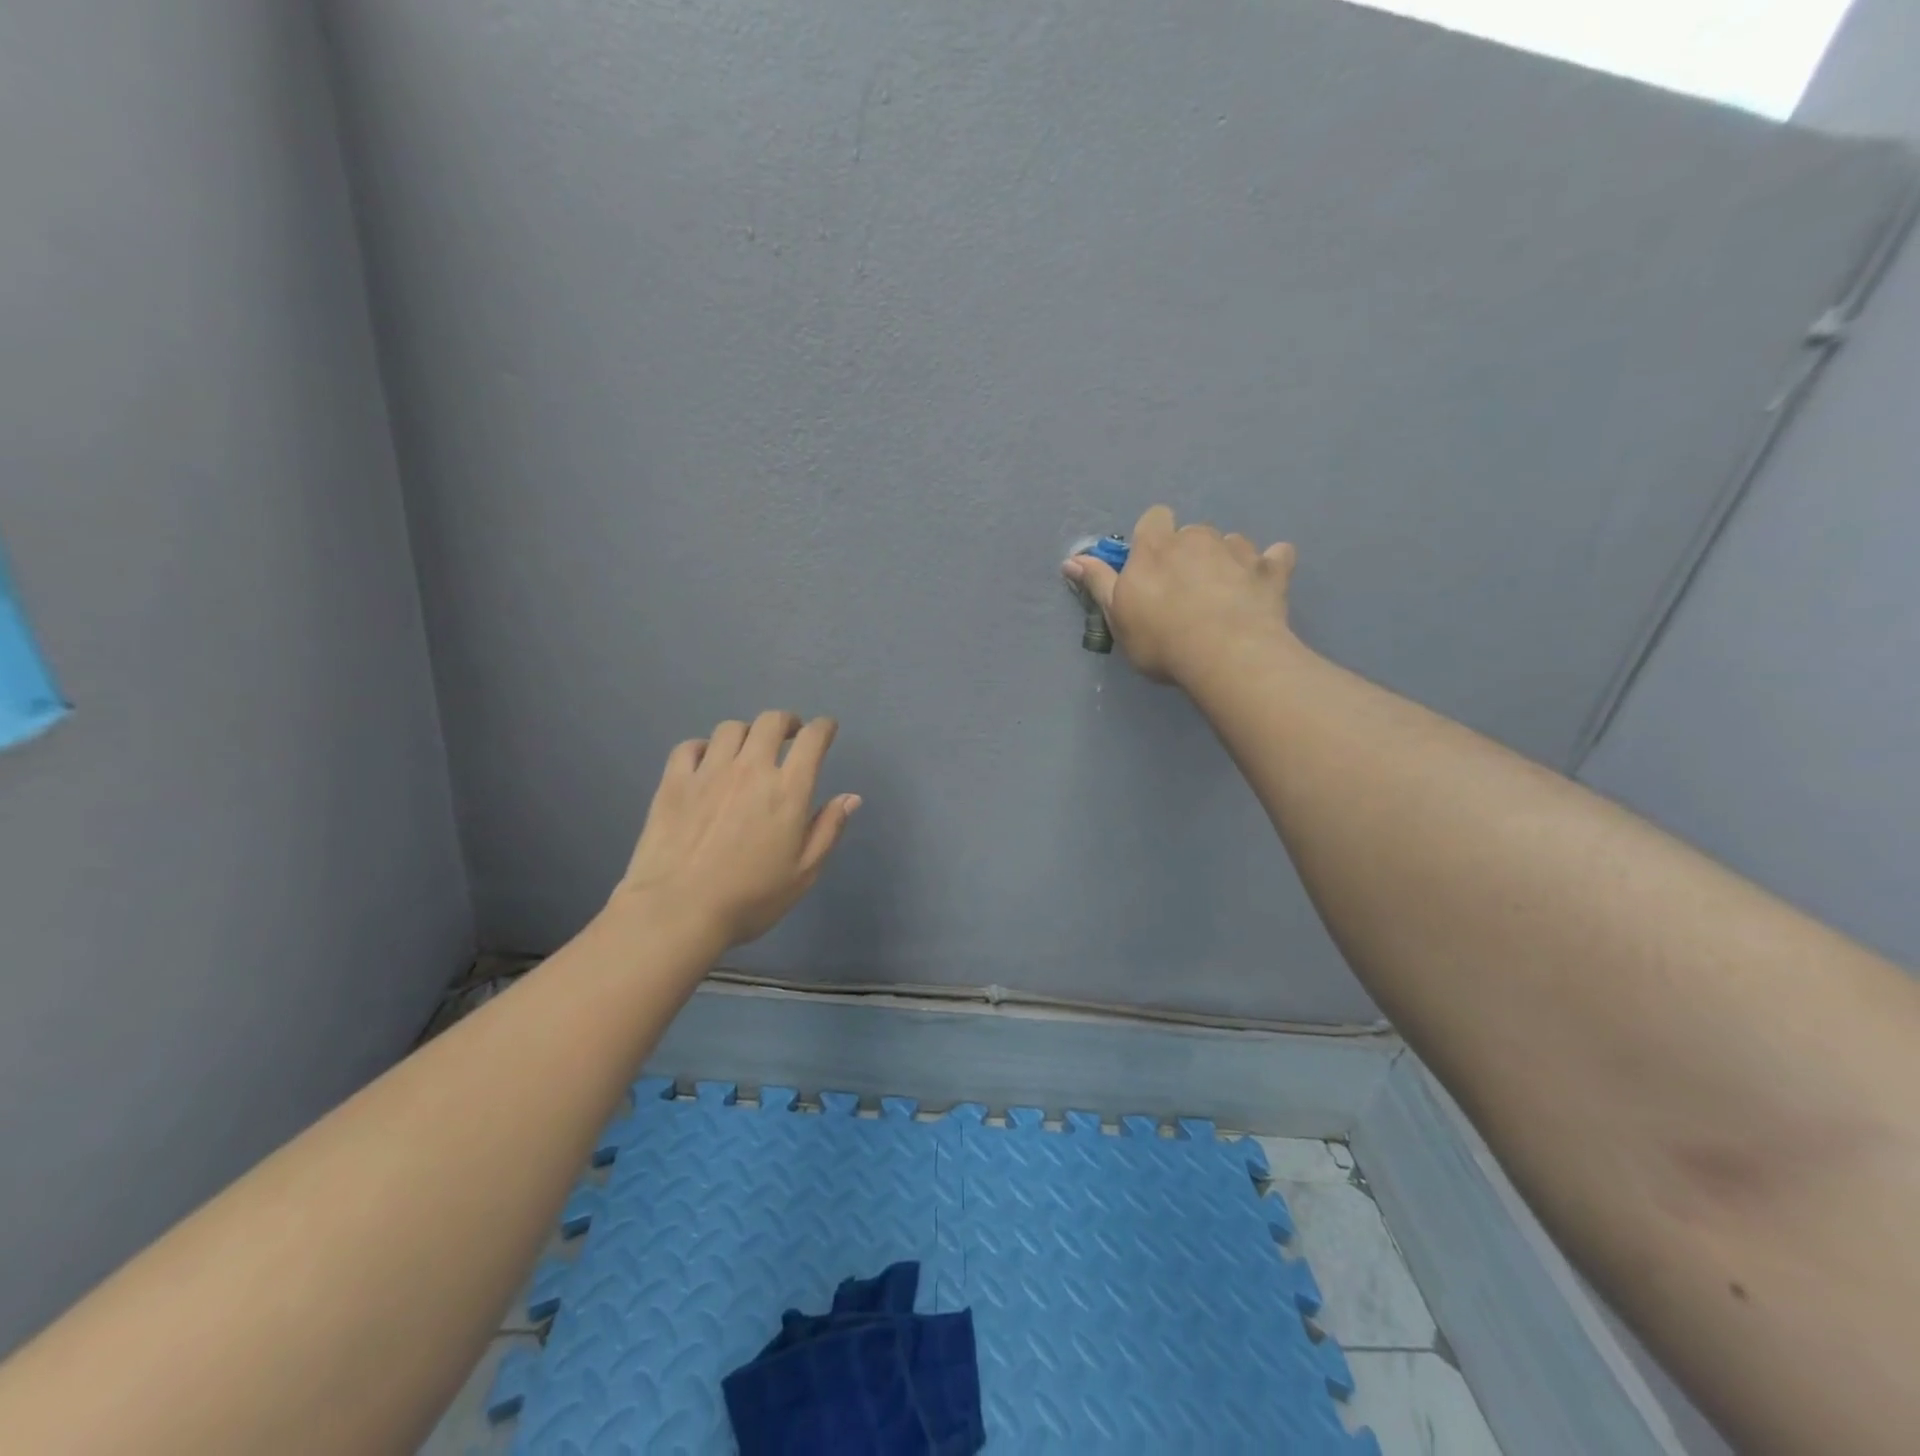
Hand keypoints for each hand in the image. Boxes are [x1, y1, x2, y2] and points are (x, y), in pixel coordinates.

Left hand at [611, 712, 860, 949]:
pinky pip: (690, 746)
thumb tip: (851, 797)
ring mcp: (708, 772)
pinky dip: (704, 747)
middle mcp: (750, 769)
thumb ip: (828, 830)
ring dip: (747, 733)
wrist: (677, 911)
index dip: (823, 728)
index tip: (826, 729)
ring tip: (748, 749)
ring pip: (730, 729)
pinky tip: (707, 762)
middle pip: (770, 722)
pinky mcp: (674, 782)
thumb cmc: (750, 898)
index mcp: (788, 790)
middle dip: (786, 722)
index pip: (812, 740)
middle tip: (790, 734)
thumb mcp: (803, 873)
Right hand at [1063, 505, 1297, 684]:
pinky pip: (1276, 556)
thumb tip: (1071, 559)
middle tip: (1186, 593)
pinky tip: (1265, 585)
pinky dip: (1271, 566)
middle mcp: (1197, 538)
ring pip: (1231, 543)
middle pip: (1192, 534)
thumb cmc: (1160, 638)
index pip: (1154, 519)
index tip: (1151, 568)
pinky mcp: (1272, 570)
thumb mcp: (1118, 616)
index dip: (1154, 539)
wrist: (1225, 655)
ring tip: (1224, 597)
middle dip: (1190, 555)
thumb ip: (1098, 583)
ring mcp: (1238, 551)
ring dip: (1226, 561)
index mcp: (1156, 547)